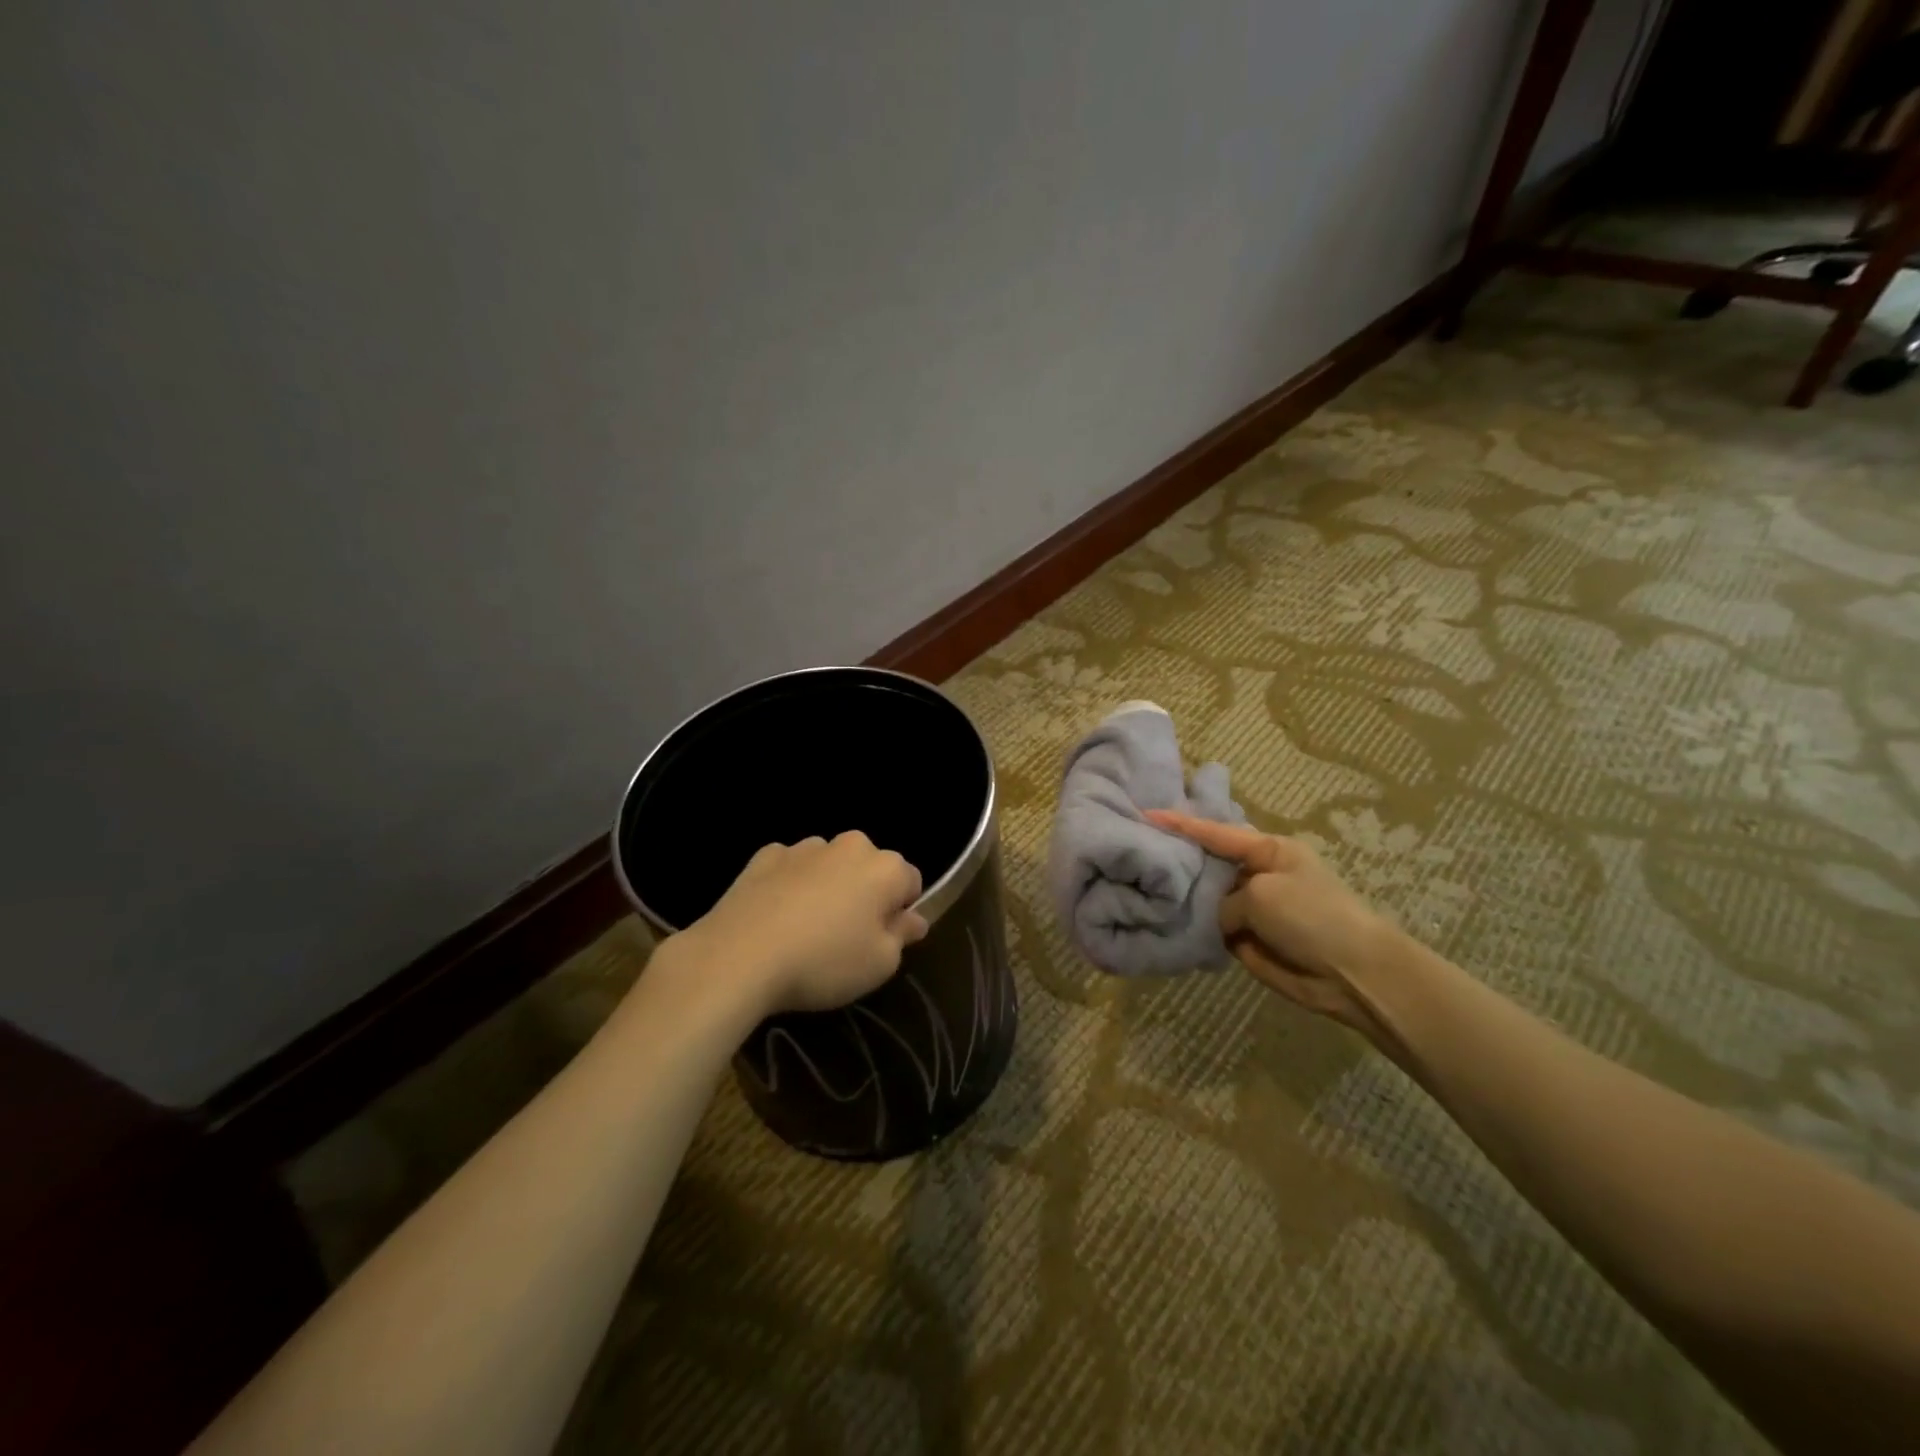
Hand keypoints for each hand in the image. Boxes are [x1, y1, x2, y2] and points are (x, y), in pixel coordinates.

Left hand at [671, 831, 928, 1016]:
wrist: (739, 956)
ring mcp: (804, 847)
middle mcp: (849, 845)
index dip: (901, 913)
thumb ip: (903, 936)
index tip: (883, 941)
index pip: (911, 882)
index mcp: (885, 867)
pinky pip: (790, 869)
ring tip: (806, 930)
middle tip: (847, 938)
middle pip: (869, 868)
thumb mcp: (880, 964)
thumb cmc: (824, 962)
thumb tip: (914, 919)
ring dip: (827, 887)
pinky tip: (775, 918)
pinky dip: (790, 885)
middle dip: (864, 894)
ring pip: (829, 865)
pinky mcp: (765, 856)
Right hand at [1147, 811, 1394, 1035]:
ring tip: (1141, 890)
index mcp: (1268, 850)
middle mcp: (1257, 875)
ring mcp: (1252, 909)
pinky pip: (1212, 930)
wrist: (1352, 974)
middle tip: (1138, 855)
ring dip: (1183, 899)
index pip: (1216, 832)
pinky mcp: (1248, 940)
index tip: (1146, 814)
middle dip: (1178, 861)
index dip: (1181, 824)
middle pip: (1208, 863)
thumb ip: (1224, 902)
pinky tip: (1163, 924)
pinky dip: (1195, 929)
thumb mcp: (1262, 894)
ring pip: (1207, 899)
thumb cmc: (1311, 916)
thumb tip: (1219, 922)